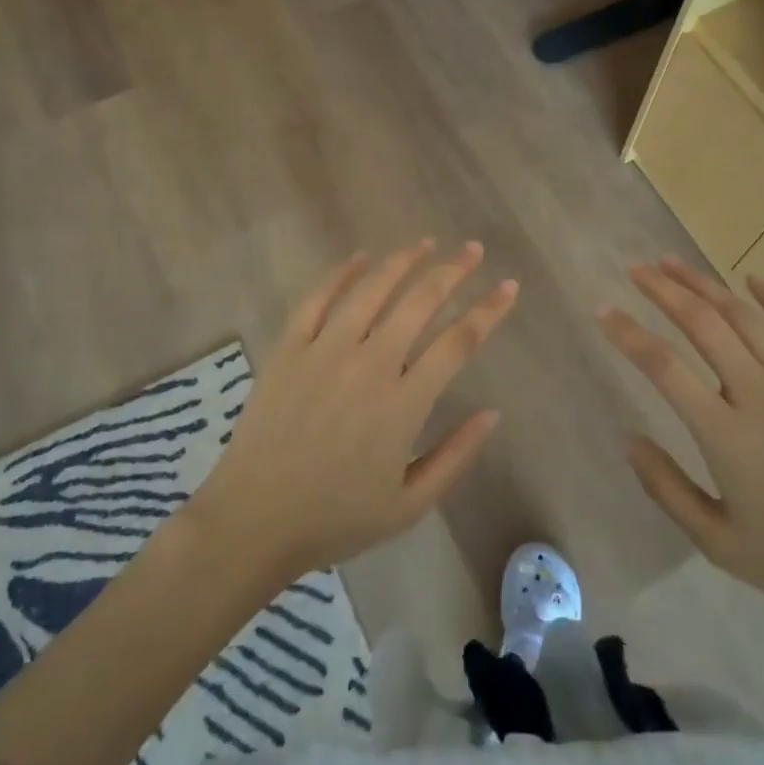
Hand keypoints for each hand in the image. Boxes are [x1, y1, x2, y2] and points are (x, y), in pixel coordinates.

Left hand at [190, 241, 516, 583]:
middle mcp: (369, 364)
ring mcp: (325, 350)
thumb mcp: (409, 505)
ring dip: (402, 262)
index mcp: (403, 402)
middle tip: (472, 250)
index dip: (489, 310)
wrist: (255, 520)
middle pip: (419, 302)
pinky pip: (317, 299)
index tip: (508, 287)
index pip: (458, 342)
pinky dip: (341, 274)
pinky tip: (360, 258)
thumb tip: (493, 414)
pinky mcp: (289, 348)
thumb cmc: (336, 518)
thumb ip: (455, 457)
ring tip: (425, 243)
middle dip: (453, 270)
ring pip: (371, 290)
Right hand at [599, 258, 763, 642]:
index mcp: (726, 435)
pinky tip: (752, 278)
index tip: (603, 310)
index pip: (664, 367)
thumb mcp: (719, 545)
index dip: (628, 334)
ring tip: (673, 262)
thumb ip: (668, 490)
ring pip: (746, 318)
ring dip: (706, 285)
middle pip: (704, 325)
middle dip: (664, 291)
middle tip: (634, 268)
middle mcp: (760, 396)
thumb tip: (630, 441)